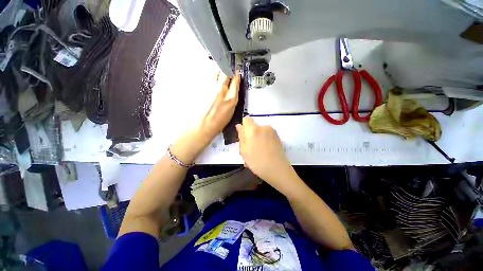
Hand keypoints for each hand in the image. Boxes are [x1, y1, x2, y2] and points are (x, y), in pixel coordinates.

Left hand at [170, 72, 239, 163]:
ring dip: (218, 72)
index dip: (236, 75)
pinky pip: (207, 78)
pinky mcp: (201, 89)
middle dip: (227, 69)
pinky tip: (210, 82)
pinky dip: (210, 78)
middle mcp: (221, 92)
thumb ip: (231, 100)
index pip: (235, 82)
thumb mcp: (230, 112)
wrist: (202, 126)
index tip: (236, 72)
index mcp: (231, 99)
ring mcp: (210, 89)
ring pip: (215, 73)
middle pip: (225, 73)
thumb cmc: (217, 123)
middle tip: (227, 69)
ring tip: (218, 74)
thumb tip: (231, 91)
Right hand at [236, 117, 296, 191]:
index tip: (243, 137)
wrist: (278, 170)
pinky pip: (267, 136)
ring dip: (257, 139)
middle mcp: (264, 127)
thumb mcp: (244, 150)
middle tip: (249, 149)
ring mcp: (272, 132)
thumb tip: (239, 126)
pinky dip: (264, 142)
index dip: (243, 127)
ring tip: (257, 153)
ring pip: (260, 132)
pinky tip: (264, 153)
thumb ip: (241, 136)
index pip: (246, 119)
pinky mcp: (278, 137)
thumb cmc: (257, 162)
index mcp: (253, 129)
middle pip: (253, 127)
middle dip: (250, 135)